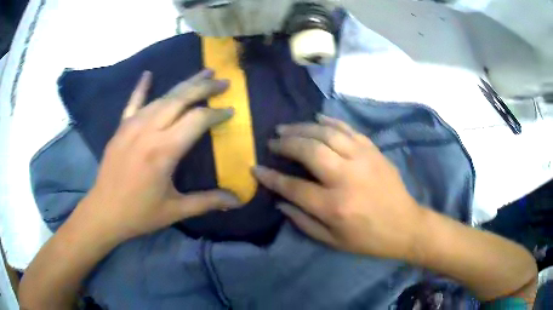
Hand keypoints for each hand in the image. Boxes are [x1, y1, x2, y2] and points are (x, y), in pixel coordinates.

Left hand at [75, 69, 240, 243]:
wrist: (104, 212)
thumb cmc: (140, 213)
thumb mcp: (176, 210)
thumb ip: (208, 201)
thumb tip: (237, 201)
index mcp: (163, 151)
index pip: (197, 120)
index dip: (216, 113)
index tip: (231, 110)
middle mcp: (148, 130)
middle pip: (181, 99)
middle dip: (204, 87)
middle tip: (223, 81)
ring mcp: (132, 126)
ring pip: (162, 97)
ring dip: (184, 84)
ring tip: (203, 74)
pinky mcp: (121, 128)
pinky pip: (133, 102)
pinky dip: (142, 87)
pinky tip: (148, 74)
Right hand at [253, 115, 422, 259]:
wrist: (406, 226)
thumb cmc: (368, 239)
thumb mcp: (333, 241)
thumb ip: (303, 221)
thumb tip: (280, 201)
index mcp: (334, 206)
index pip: (293, 187)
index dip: (271, 177)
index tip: (256, 168)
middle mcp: (346, 178)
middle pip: (309, 151)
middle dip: (286, 143)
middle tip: (273, 141)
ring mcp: (362, 159)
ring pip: (326, 133)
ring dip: (303, 127)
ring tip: (287, 127)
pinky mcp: (373, 151)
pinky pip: (348, 129)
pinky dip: (330, 121)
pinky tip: (316, 118)